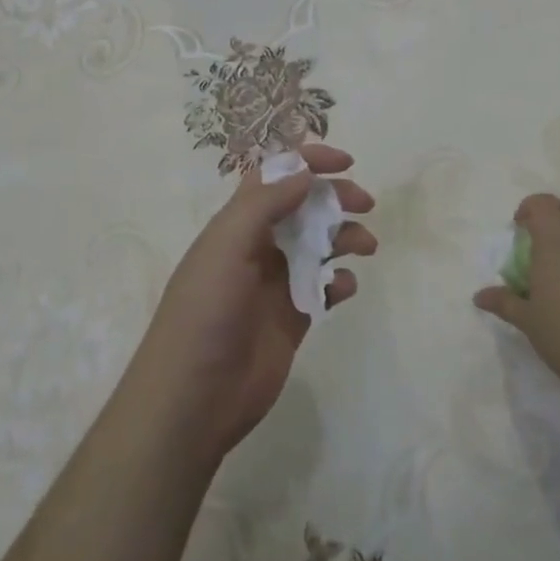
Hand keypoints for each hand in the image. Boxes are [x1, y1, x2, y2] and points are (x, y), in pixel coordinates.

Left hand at [126, 143, 375, 462]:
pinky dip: (340, 282)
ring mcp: (277, 283)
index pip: (275, 176)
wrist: (193, 399)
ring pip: (320, 245)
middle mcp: (259, 247)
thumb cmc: (205, 312)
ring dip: (345, 237)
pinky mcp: (293, 318)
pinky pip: (325, 289)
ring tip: (366, 247)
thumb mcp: (227, 247)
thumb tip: (304, 172)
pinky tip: (343, 289)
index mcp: (237, 224)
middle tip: (366, 203)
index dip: (307, 161)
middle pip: (304, 207)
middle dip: (335, 197)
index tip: (345, 162)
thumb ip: (265, 205)